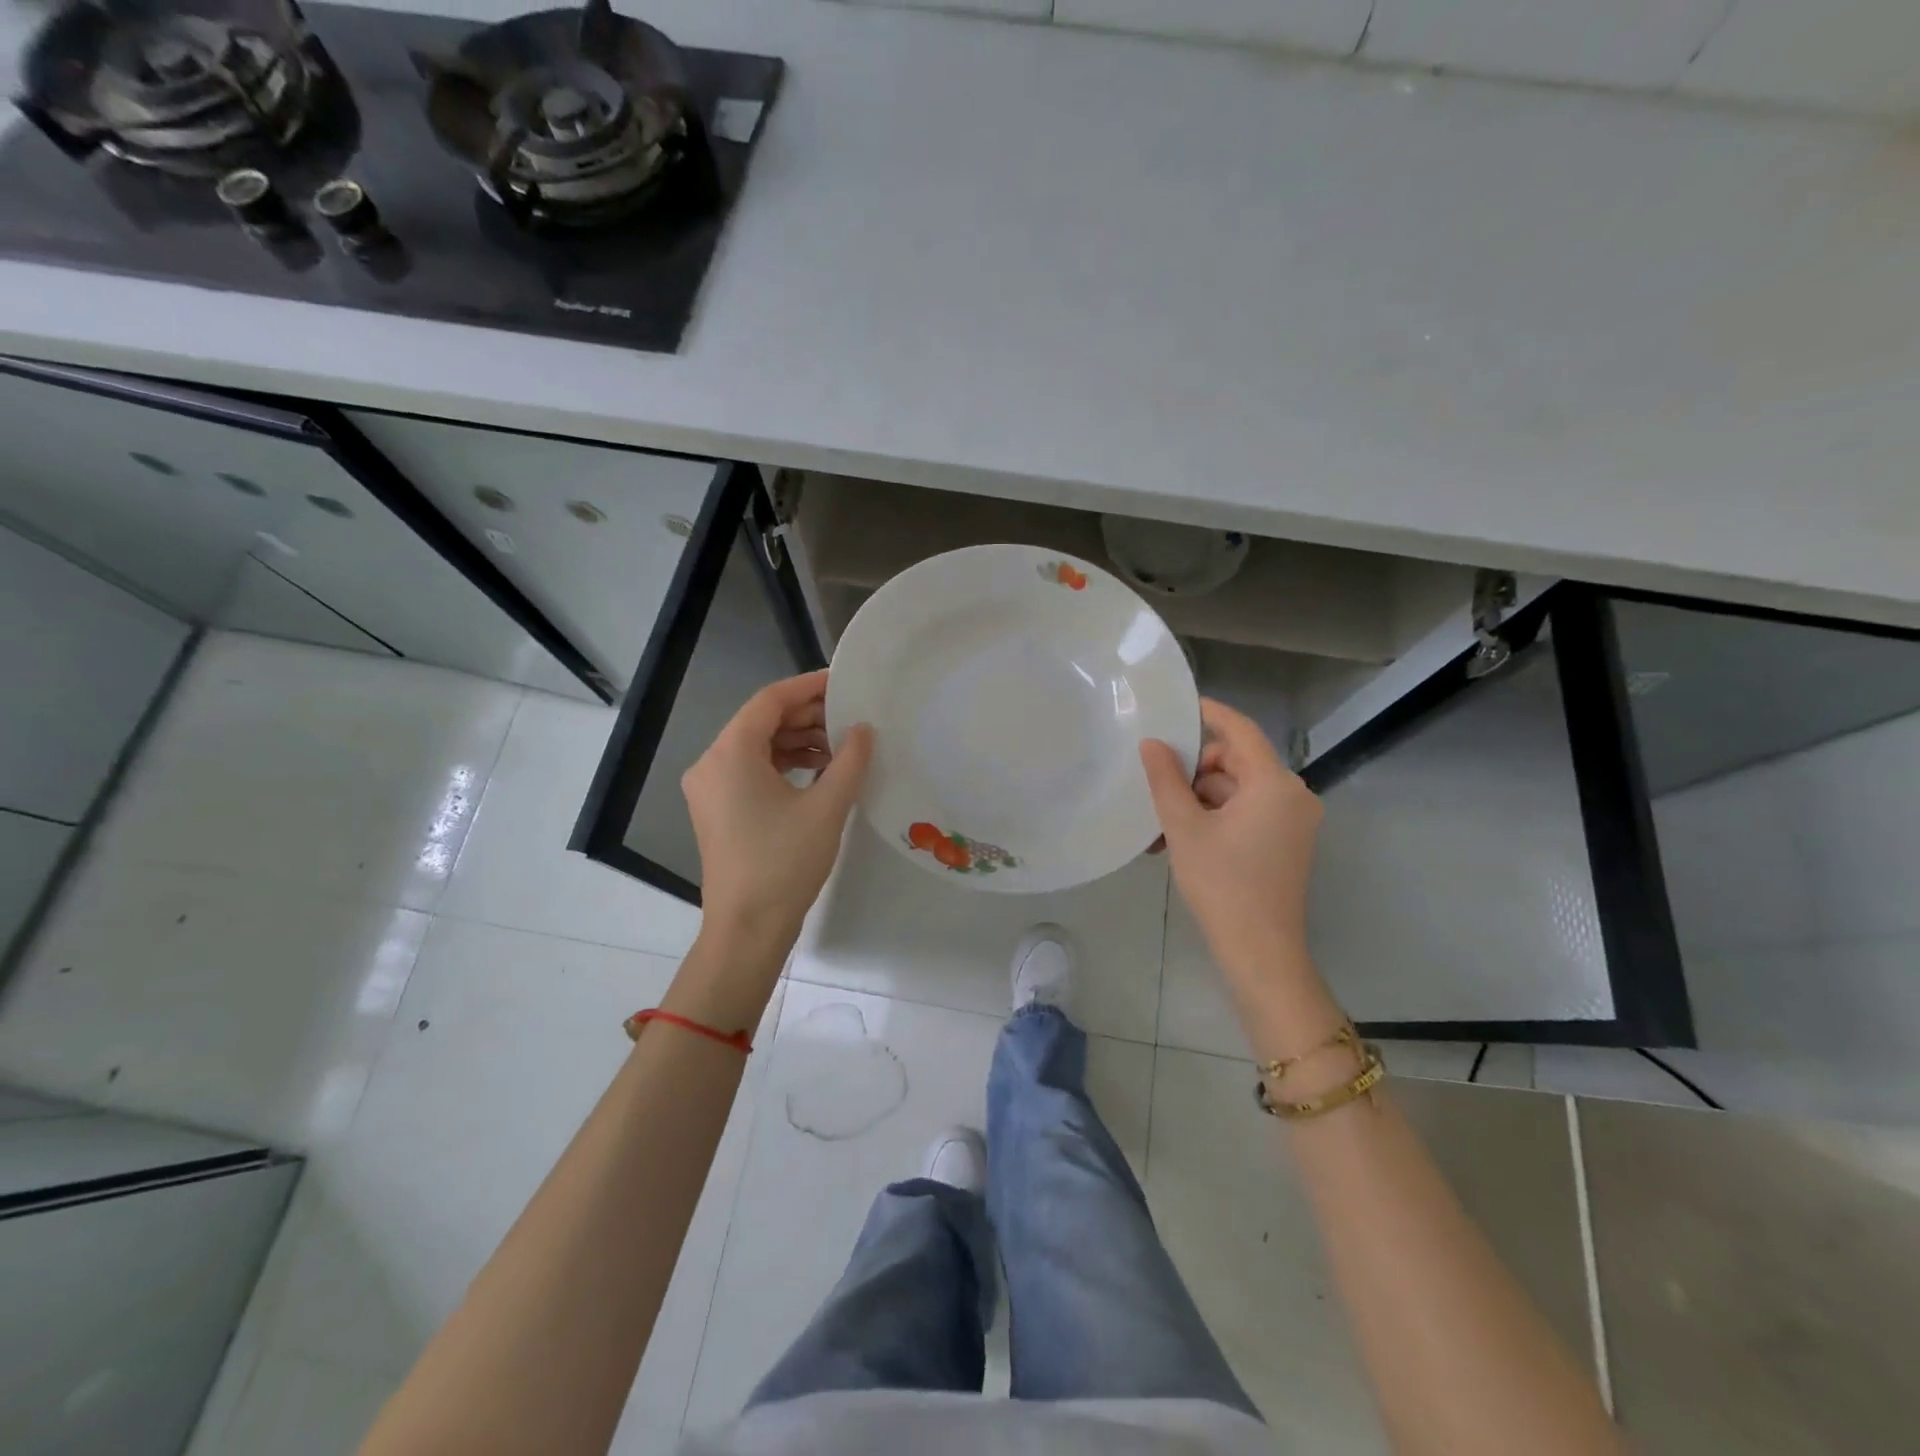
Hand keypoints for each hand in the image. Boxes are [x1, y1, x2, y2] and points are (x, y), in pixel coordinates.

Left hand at [682, 670, 873, 953]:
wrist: (747, 929)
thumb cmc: (784, 863)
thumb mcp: (827, 808)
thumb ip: (850, 760)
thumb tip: (864, 729)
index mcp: (730, 753)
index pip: (770, 701)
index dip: (808, 686)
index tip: (844, 682)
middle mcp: (711, 763)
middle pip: (761, 722)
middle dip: (807, 716)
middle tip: (850, 716)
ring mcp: (710, 789)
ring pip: (757, 747)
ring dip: (798, 741)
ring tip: (841, 746)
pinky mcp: (718, 810)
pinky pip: (751, 771)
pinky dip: (784, 765)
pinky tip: (819, 772)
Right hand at [1140, 699, 1323, 988]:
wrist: (1260, 952)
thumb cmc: (1222, 884)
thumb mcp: (1184, 828)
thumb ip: (1166, 780)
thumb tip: (1152, 744)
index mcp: (1274, 784)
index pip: (1241, 731)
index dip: (1211, 713)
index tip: (1180, 706)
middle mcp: (1293, 795)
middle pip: (1237, 762)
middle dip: (1195, 772)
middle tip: (1157, 791)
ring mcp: (1293, 821)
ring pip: (1238, 790)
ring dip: (1200, 800)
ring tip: (1162, 827)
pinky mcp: (1287, 842)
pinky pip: (1248, 813)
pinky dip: (1216, 818)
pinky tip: (1182, 840)